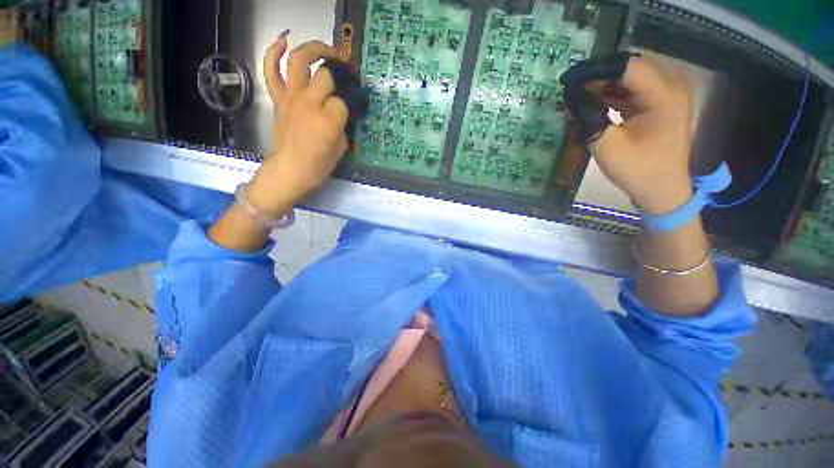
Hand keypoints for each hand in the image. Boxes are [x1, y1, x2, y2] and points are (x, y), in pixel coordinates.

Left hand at [247, 35, 349, 216]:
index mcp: (328, 121)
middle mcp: (309, 104)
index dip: (351, 101)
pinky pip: (272, 70)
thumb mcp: (342, 147)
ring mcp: (291, 98)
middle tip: (347, 72)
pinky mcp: (279, 99)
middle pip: (325, 74)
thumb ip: (344, 124)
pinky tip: (285, 41)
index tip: (355, 105)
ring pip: (299, 60)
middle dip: (339, 71)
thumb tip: (343, 108)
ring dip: (314, 49)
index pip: (344, 100)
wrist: (291, 170)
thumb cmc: (319, 165)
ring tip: (326, 50)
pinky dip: (275, 52)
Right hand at [563, 53, 694, 213]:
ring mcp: (670, 94)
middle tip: (572, 89)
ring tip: (580, 96)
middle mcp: (673, 86)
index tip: (567, 80)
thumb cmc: (637, 170)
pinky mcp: (664, 104)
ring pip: (632, 77)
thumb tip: (570, 95)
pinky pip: (636, 89)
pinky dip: (615, 93)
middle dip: (599, 75)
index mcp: (664, 94)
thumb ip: (589, 116)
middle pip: (630, 67)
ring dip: (605, 84)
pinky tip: (596, 102)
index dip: (594, 69)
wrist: (662, 191)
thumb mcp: (606, 145)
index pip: (626, 66)